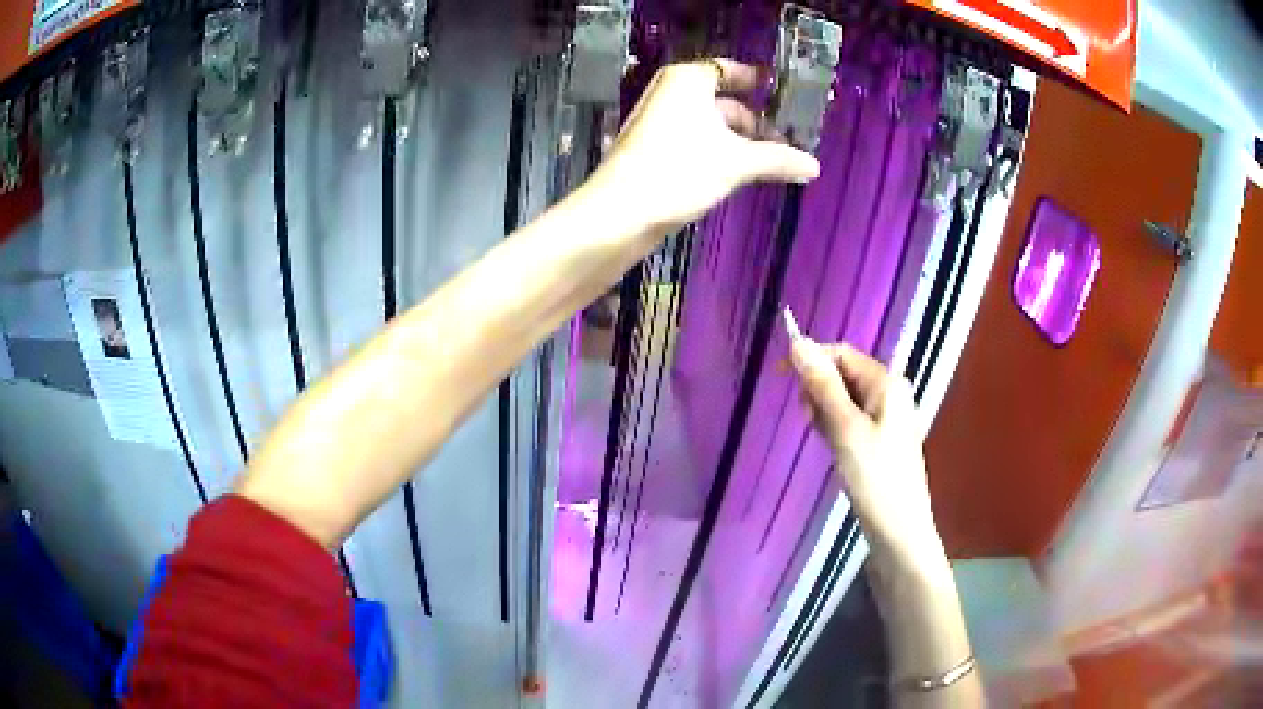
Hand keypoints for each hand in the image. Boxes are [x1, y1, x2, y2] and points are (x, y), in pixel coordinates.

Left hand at [590, 58, 820, 234]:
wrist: (620, 212)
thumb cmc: (680, 170)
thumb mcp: (737, 162)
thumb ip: (777, 159)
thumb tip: (815, 167)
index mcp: (688, 80)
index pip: (728, 70)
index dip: (755, 80)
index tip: (781, 93)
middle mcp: (671, 93)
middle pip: (721, 100)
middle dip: (753, 120)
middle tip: (786, 140)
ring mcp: (658, 121)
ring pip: (708, 123)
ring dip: (738, 140)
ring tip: (770, 163)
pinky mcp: (652, 149)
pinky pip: (694, 141)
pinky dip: (717, 151)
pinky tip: (738, 173)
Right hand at [784, 308, 944, 565]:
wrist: (898, 530)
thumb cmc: (875, 478)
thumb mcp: (846, 429)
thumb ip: (823, 386)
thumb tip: (798, 343)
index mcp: (887, 383)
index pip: (842, 354)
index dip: (811, 361)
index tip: (780, 379)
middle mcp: (889, 392)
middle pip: (842, 374)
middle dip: (818, 390)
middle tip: (811, 422)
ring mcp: (885, 417)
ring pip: (843, 398)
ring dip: (824, 411)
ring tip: (824, 440)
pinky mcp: (879, 438)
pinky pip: (849, 419)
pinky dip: (834, 427)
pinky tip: (833, 448)